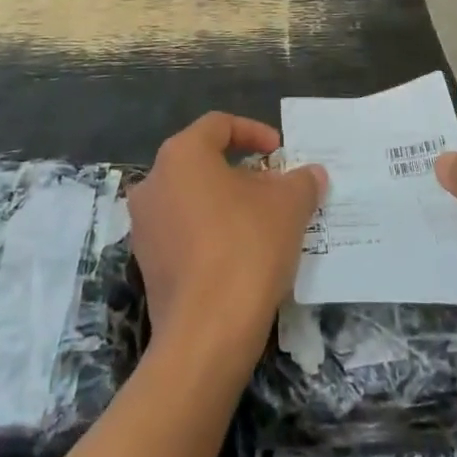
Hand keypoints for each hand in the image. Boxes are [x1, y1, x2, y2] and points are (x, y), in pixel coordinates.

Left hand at [128, 113, 326, 363]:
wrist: (207, 332)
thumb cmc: (247, 247)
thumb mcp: (289, 205)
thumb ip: (301, 181)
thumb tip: (311, 174)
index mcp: (181, 155)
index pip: (219, 125)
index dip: (254, 132)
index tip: (280, 152)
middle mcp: (153, 182)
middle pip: (203, 162)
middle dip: (243, 171)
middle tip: (276, 187)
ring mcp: (144, 226)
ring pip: (192, 198)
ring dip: (227, 203)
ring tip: (264, 221)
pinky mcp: (147, 264)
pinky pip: (184, 232)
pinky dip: (211, 232)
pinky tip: (242, 253)